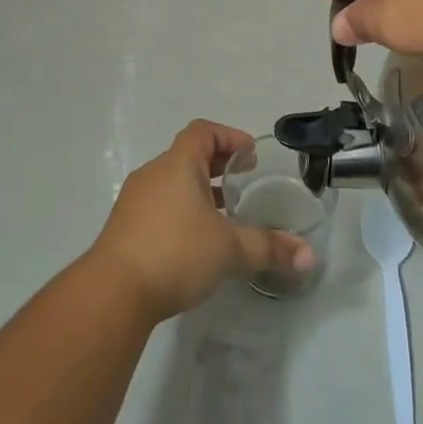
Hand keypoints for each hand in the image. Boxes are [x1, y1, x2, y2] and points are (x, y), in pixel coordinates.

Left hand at [89, 121, 314, 322]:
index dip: (228, 136)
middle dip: (217, 165)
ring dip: (198, 190)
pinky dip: (180, 210)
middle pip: (187, 155)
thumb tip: (309, 256)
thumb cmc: (176, 253)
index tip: (249, 156)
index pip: (203, 132)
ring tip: (223, 215)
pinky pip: (159, 205)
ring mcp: (135, 200)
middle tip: (242, 181)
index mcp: (177, 165)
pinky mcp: (124, 227)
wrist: (113, 292)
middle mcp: (153, 174)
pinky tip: (195, 241)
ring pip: (172, 182)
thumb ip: (269, 249)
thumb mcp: (230, 250)